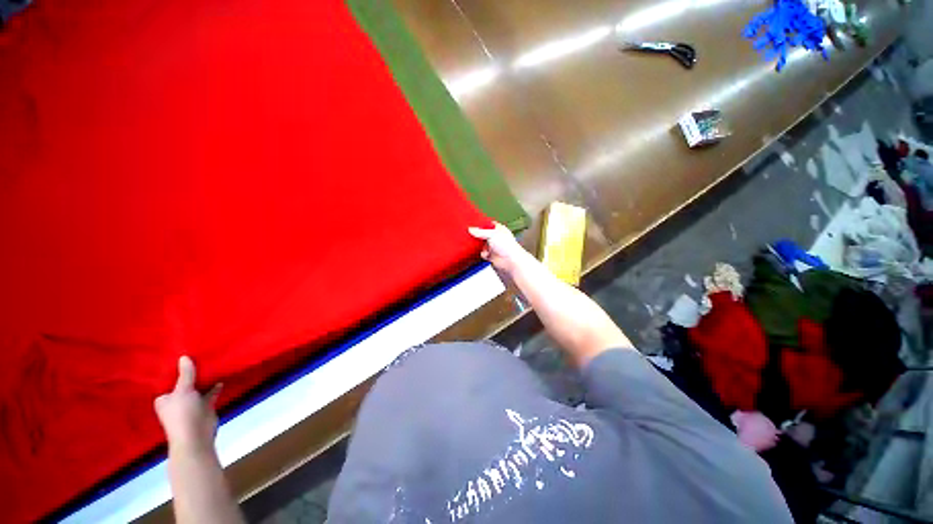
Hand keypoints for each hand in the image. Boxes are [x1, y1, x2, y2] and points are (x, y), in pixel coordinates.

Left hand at [154, 356, 221, 453]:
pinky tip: (221, 378)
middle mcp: (176, 401)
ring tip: (211, 363)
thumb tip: (184, 357)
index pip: (168, 381)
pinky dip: (215, 387)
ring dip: (204, 380)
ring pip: (198, 388)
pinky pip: (210, 393)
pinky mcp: (204, 407)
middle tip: (199, 356)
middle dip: (191, 374)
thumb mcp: (183, 390)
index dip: (175, 370)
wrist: (196, 436)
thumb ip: (185, 374)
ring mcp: (191, 404)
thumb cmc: (182, 413)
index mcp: (164, 398)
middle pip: (184, 384)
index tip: (182, 357)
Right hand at [468, 222, 532, 275]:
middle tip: (469, 234)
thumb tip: (471, 229)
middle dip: (477, 235)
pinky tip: (484, 253)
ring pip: (482, 244)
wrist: (510, 261)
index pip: (488, 224)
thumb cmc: (506, 245)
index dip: (481, 224)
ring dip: (479, 245)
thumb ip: (480, 232)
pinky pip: (482, 253)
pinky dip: (482, 253)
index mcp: (499, 229)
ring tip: (472, 243)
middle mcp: (496, 238)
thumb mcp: (491, 234)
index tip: (473, 224)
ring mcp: (493, 247)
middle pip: (483, 234)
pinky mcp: (490, 255)